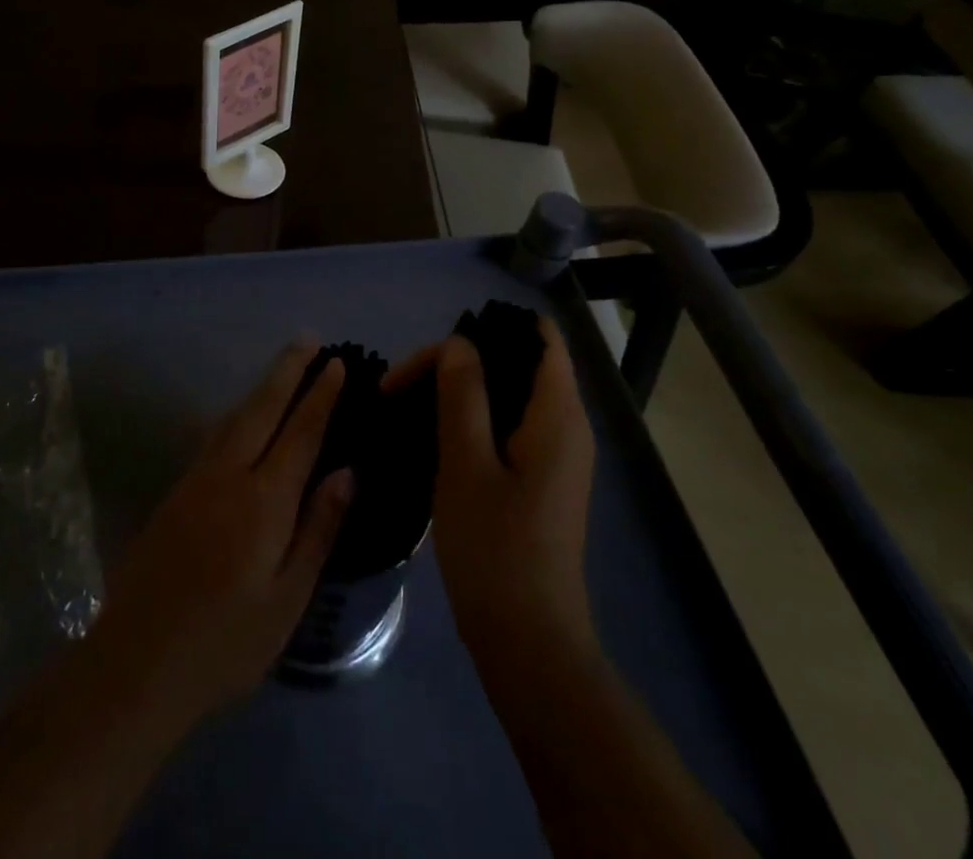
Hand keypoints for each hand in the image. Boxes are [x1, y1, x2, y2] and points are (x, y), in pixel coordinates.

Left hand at [89, 342, 353, 728]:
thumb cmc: (224, 642)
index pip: (300, 432)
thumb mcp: (286, 599)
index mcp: (264, 500)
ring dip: (262, 386)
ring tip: (282, 365)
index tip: (336, 363)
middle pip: (263, 408)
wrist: (135, 663)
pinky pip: (215, 436)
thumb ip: (317, 529)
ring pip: (235, 417)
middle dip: (288, 370)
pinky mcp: (175, 492)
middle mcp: (229, 475)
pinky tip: (241, 415)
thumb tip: (347, 472)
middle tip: (308, 338)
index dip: (320, 395)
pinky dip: (237, 413)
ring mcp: (196, 480)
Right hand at [388, 322, 595, 660]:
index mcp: (559, 414)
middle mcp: (566, 425)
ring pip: (509, 395)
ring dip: (461, 391)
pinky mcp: (540, 479)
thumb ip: (463, 394)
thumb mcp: (467, 464)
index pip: (539, 337)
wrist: (528, 645)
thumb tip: (457, 343)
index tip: (439, 349)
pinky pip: (507, 426)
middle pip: (518, 362)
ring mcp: (555, 454)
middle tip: (406, 382)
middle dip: (462, 360)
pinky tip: (432, 436)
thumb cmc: (496, 550)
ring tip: (410, 403)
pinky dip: (471, 419)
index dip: (491, 328)